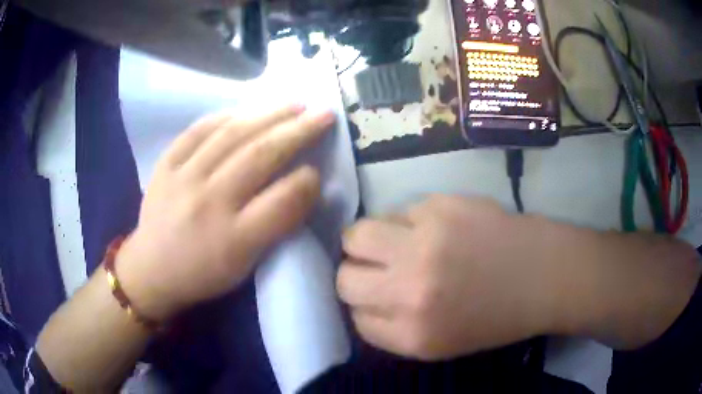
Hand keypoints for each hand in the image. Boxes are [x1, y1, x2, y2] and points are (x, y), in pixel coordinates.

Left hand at [117, 105, 334, 320]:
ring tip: (294, 104)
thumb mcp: (246, 265)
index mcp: (234, 239)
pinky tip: (246, 110)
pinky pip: (198, 130)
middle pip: (261, 156)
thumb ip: (276, 225)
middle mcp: (209, 203)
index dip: (307, 181)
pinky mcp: (165, 164)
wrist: (152, 270)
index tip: (318, 169)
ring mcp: (183, 178)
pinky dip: (226, 116)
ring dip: (269, 115)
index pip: (283, 200)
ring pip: (232, 135)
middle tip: (324, 114)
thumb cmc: (204, 273)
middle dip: (299, 131)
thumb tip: (303, 183)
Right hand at [337, 195, 562, 360]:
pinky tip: (433, 227)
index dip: (364, 306)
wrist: (544, 274)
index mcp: (413, 335)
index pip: (354, 318)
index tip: (377, 297)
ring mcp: (424, 243)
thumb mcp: (440, 343)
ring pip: (356, 235)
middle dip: (356, 273)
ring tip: (394, 240)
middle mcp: (410, 291)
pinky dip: (405, 221)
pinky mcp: (440, 206)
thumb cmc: (496, 316)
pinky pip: (397, 211)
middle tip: (378, 267)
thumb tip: (362, 297)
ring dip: (368, 240)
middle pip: (345, 278)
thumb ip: (393, 327)